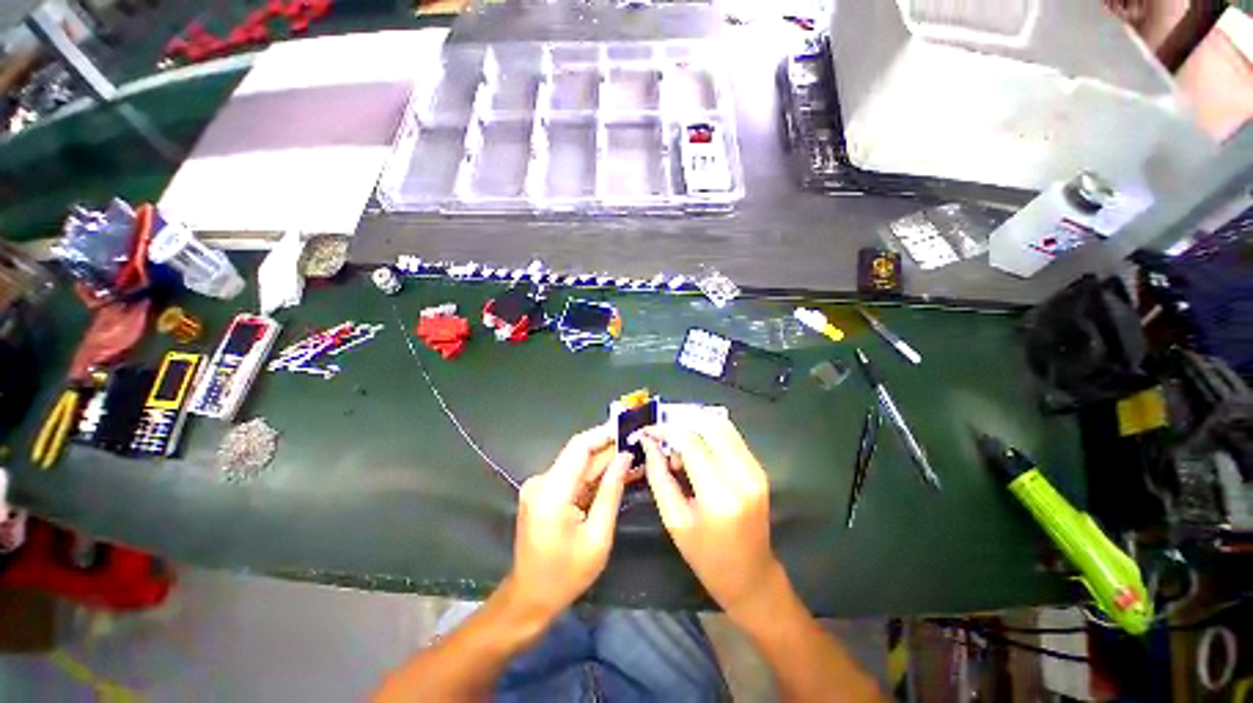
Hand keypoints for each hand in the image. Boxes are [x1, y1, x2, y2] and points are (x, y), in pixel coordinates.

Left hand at [507, 426, 630, 621]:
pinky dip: (594, 475)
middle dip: (610, 448)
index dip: (604, 433)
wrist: (530, 598)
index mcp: (552, 492)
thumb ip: (611, 491)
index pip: (580, 447)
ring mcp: (541, 486)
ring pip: (579, 464)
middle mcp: (542, 482)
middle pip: (580, 454)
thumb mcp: (598, 537)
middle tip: (638, 443)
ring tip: (634, 456)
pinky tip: (617, 473)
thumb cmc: (566, 575)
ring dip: (605, 461)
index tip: (629, 427)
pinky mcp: (544, 493)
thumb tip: (626, 458)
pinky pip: (573, 476)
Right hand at [640, 416, 783, 619]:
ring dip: (695, 426)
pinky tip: (695, 449)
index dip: (666, 431)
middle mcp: (743, 476)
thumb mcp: (674, 519)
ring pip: (723, 426)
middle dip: (680, 424)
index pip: (691, 442)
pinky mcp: (759, 469)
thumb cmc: (706, 556)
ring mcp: (756, 470)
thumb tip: (648, 443)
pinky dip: (709, 434)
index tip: (647, 430)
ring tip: (677, 445)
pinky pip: (732, 437)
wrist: (751, 576)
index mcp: (720, 495)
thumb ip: (659, 475)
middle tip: (662, 437)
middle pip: (709, 426)